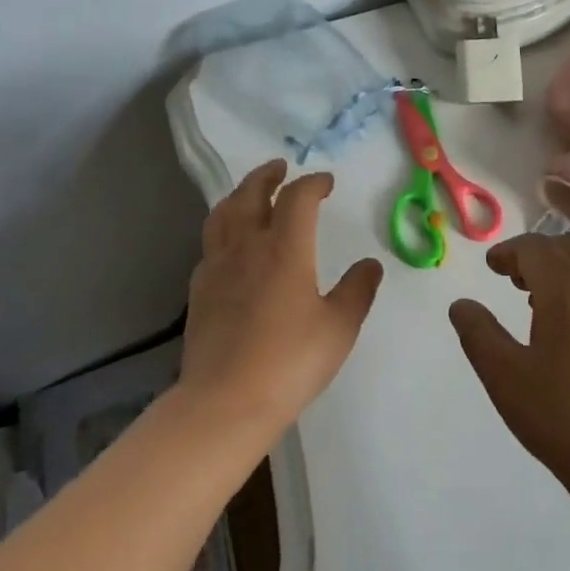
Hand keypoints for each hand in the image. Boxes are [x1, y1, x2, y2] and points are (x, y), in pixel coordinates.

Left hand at [182, 159, 382, 436]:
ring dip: (239, 194)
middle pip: (251, 193)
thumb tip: (370, 264)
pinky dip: (224, 229)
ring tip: (250, 193)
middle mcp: (247, 246)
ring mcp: (217, 266)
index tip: (327, 183)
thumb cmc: (290, 361)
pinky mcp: (199, 289)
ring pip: (223, 214)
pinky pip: (210, 244)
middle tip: (280, 168)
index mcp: (285, 248)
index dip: (313, 183)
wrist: (226, 401)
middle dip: (268, 175)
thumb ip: (357, 290)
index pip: (298, 197)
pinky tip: (231, 243)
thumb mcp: (339, 327)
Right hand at [450, 232, 569, 508]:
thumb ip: (478, 334)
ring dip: (566, 268)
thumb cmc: (564, 420)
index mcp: (568, 290)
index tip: (493, 267)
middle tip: (516, 280)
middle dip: (538, 255)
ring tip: (546, 301)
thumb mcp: (505, 379)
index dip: (508, 252)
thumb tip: (461, 305)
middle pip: (568, 247)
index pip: (534, 248)